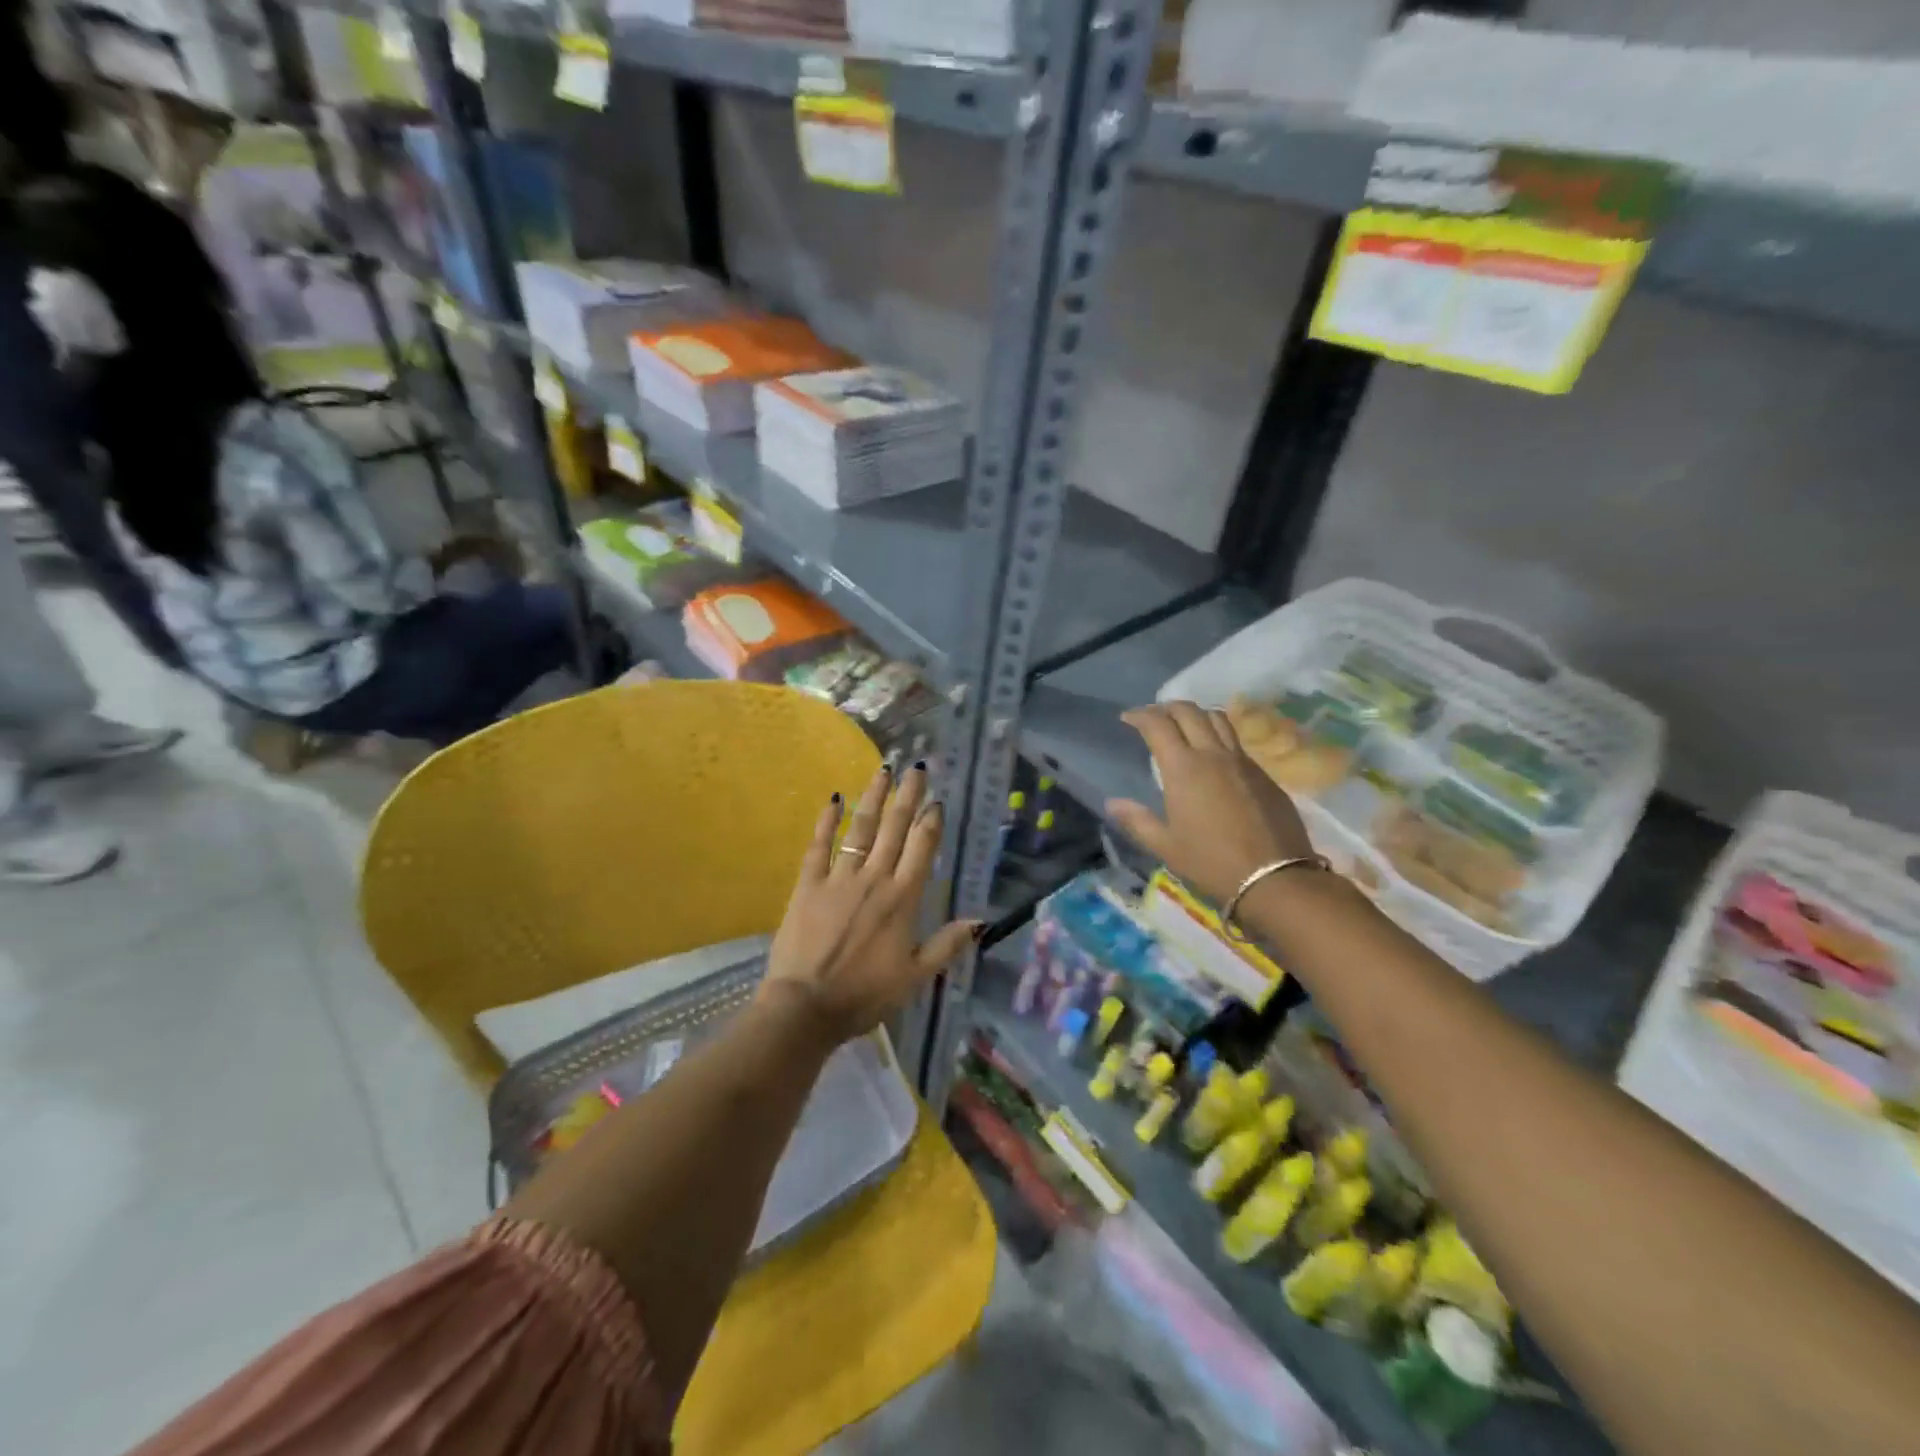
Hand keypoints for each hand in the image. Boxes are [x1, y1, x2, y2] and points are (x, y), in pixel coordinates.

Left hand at [761, 761, 978, 1046]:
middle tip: (916, 768)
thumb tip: (981, 921)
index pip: (921, 848)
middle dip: (907, 796)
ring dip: (873, 798)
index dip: (930, 821)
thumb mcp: (914, 976)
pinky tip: (833, 799)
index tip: (936, 800)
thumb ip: (947, 945)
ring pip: (861, 829)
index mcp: (903, 899)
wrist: (806, 1006)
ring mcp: (839, 878)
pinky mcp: (808, 884)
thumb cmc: (864, 995)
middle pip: (894, 829)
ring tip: (883, 771)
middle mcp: (874, 879)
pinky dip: (826, 822)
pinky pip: (818, 846)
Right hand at [1108, 701, 1314, 904]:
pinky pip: (1236, 742)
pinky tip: (1213, 756)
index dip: (1140, 716)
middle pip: (1189, 712)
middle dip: (1167, 707)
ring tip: (1185, 726)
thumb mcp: (1166, 846)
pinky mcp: (1263, 773)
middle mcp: (1212, 754)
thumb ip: (1137, 820)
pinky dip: (1217, 736)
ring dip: (1196, 714)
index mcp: (1183, 768)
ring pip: (1217, 719)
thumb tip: (1112, 803)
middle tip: (1154, 717)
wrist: (1275, 876)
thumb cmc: (1212, 862)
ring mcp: (1242, 761)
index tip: (1128, 718)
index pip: (1158, 725)